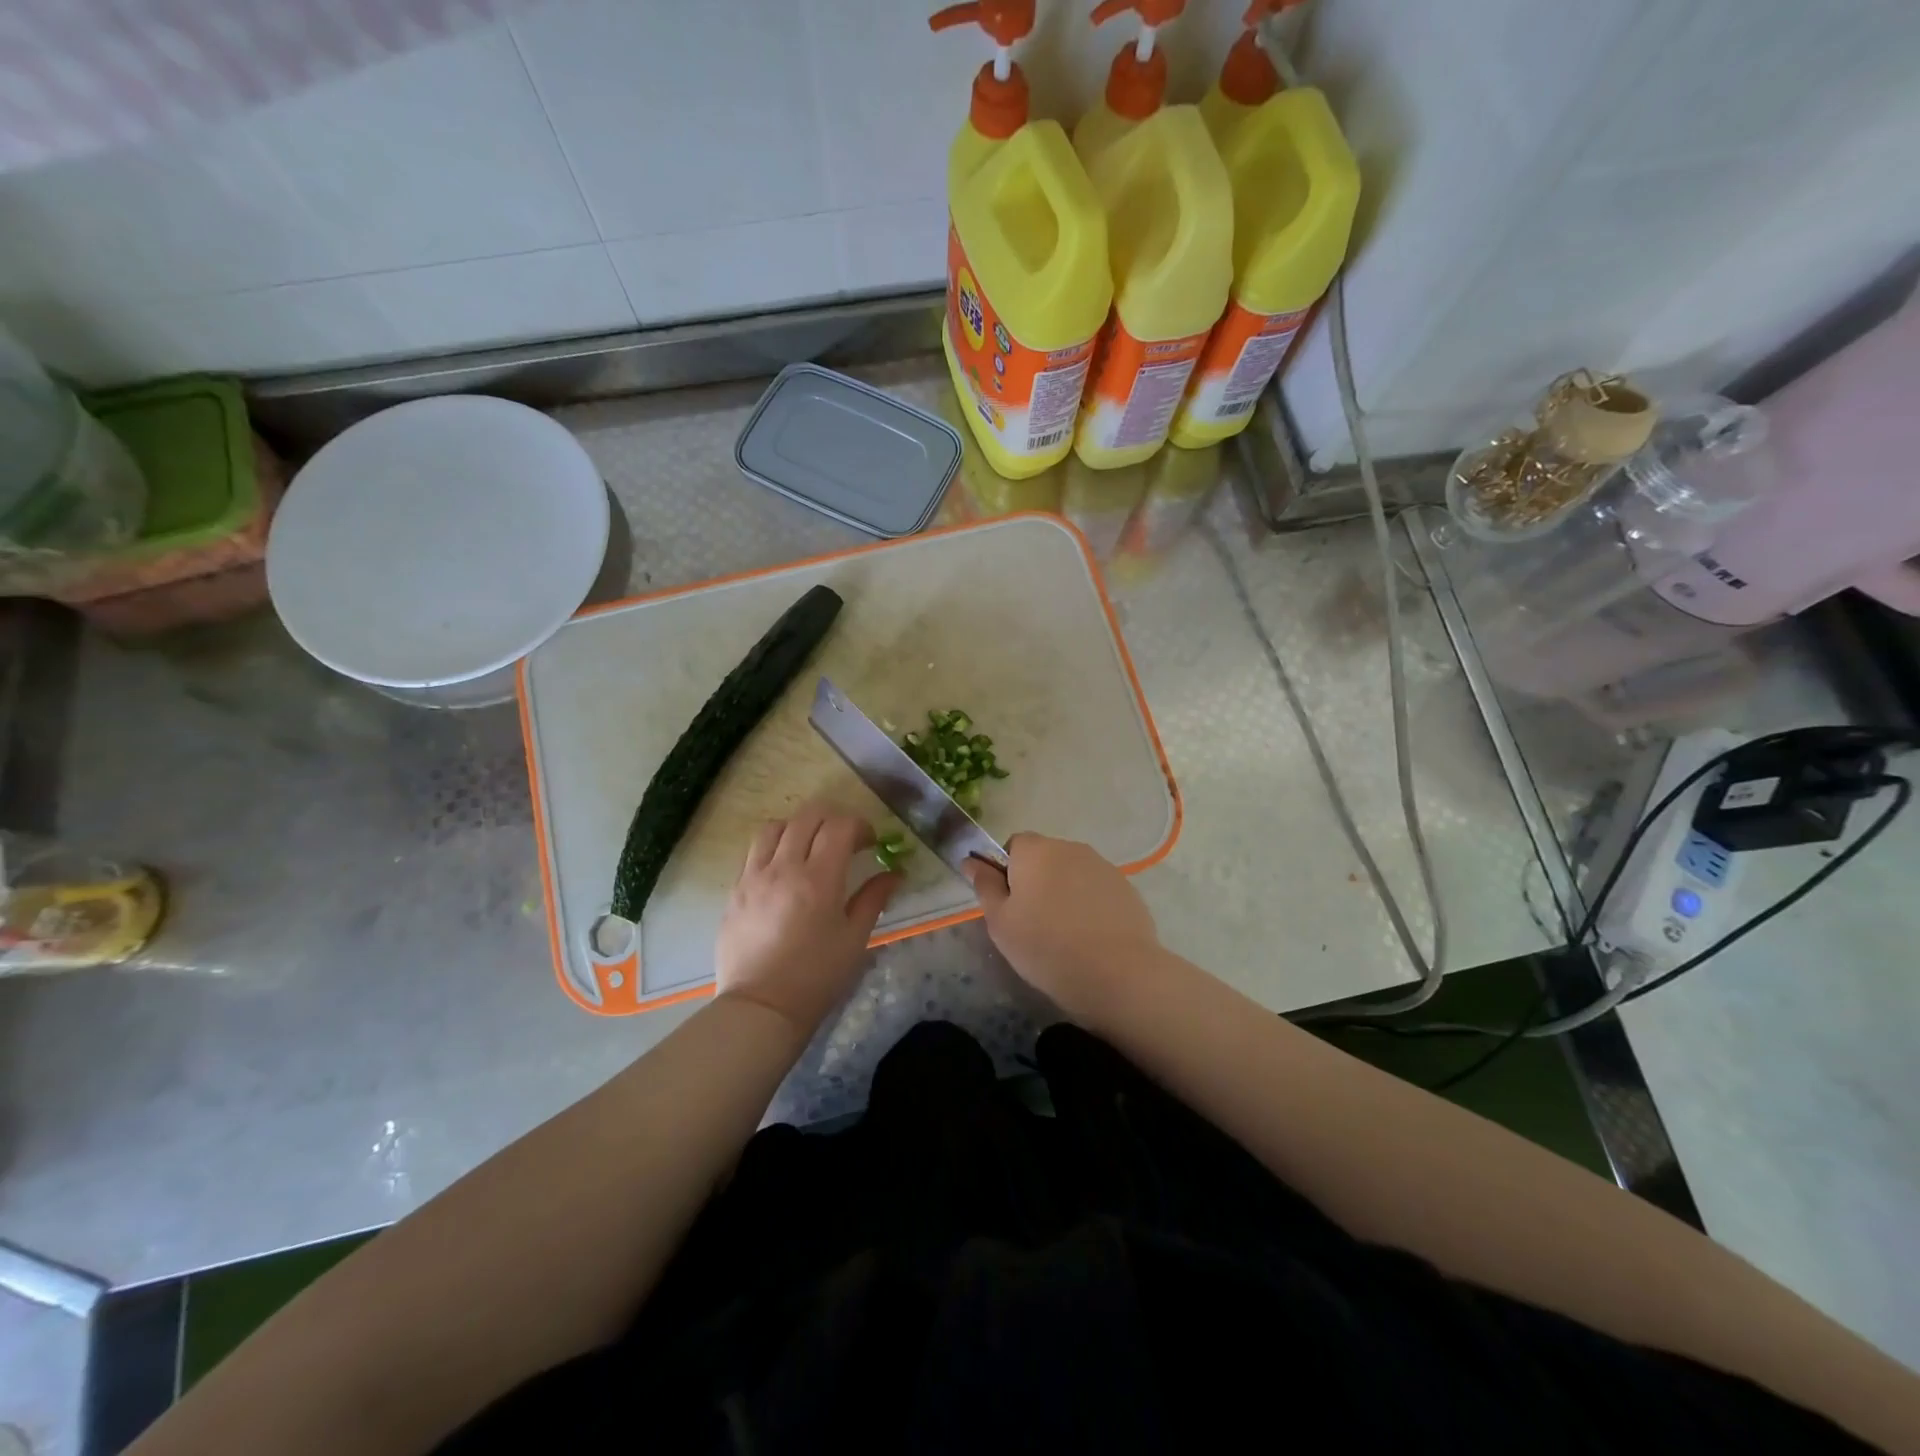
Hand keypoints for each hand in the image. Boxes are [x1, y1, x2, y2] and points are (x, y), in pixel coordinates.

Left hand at [715, 803, 899, 1035]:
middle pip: (807, 816)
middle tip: (845, 839)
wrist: (761, 1008)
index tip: (870, 843)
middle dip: (832, 818)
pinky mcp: (735, 890)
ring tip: (810, 847)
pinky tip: (784, 870)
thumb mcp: (854, 939)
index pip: (839, 825)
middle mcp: (783, 867)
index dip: (859, 826)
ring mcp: (753, 876)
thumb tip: (894, 873)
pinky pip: (754, 852)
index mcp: (818, 879)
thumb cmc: (816, 977)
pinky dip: (774, 847)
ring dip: (798, 827)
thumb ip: (873, 898)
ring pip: (775, 827)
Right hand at [964, 834, 1159, 1021]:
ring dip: (1065, 893)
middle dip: (1037, 882)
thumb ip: (985, 886)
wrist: (1117, 974)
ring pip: (1072, 874)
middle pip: (1045, 858)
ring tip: (1065, 934)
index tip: (1010, 905)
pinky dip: (1090, 906)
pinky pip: (1097, 890)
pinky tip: (1091, 938)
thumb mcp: (1000, 922)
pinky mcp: (1126, 888)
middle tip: (1033, 923)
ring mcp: (1103, 866)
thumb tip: (971, 861)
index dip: (1008, 872)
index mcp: (1035, 850)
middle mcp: (1070, 848)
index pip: (1014, 845)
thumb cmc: (1046, 947)